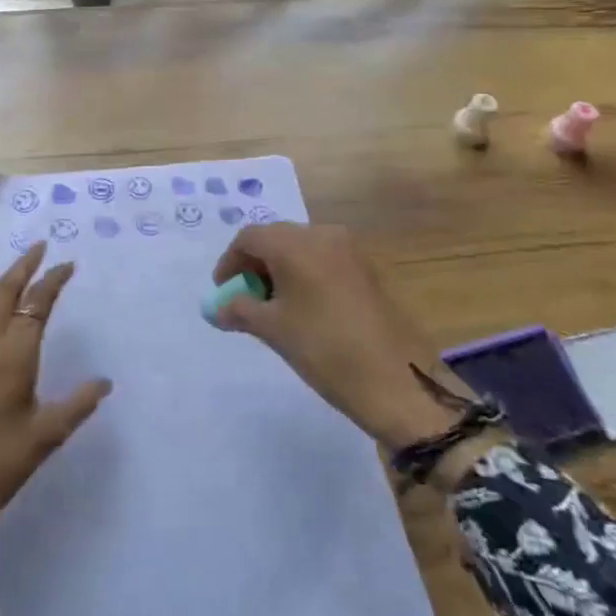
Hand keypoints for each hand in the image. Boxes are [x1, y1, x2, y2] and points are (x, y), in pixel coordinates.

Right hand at [212, 223, 461, 449]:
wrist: (398, 380)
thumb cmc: (325, 349)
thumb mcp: (274, 330)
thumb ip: (239, 311)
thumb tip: (218, 308)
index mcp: (296, 243)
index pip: (250, 237)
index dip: (230, 262)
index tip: (223, 291)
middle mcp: (323, 235)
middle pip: (276, 238)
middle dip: (255, 265)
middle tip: (246, 299)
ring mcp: (350, 250)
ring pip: (302, 249)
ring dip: (281, 270)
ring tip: (274, 308)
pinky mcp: (367, 269)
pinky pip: (324, 260)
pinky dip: (305, 275)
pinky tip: (304, 309)